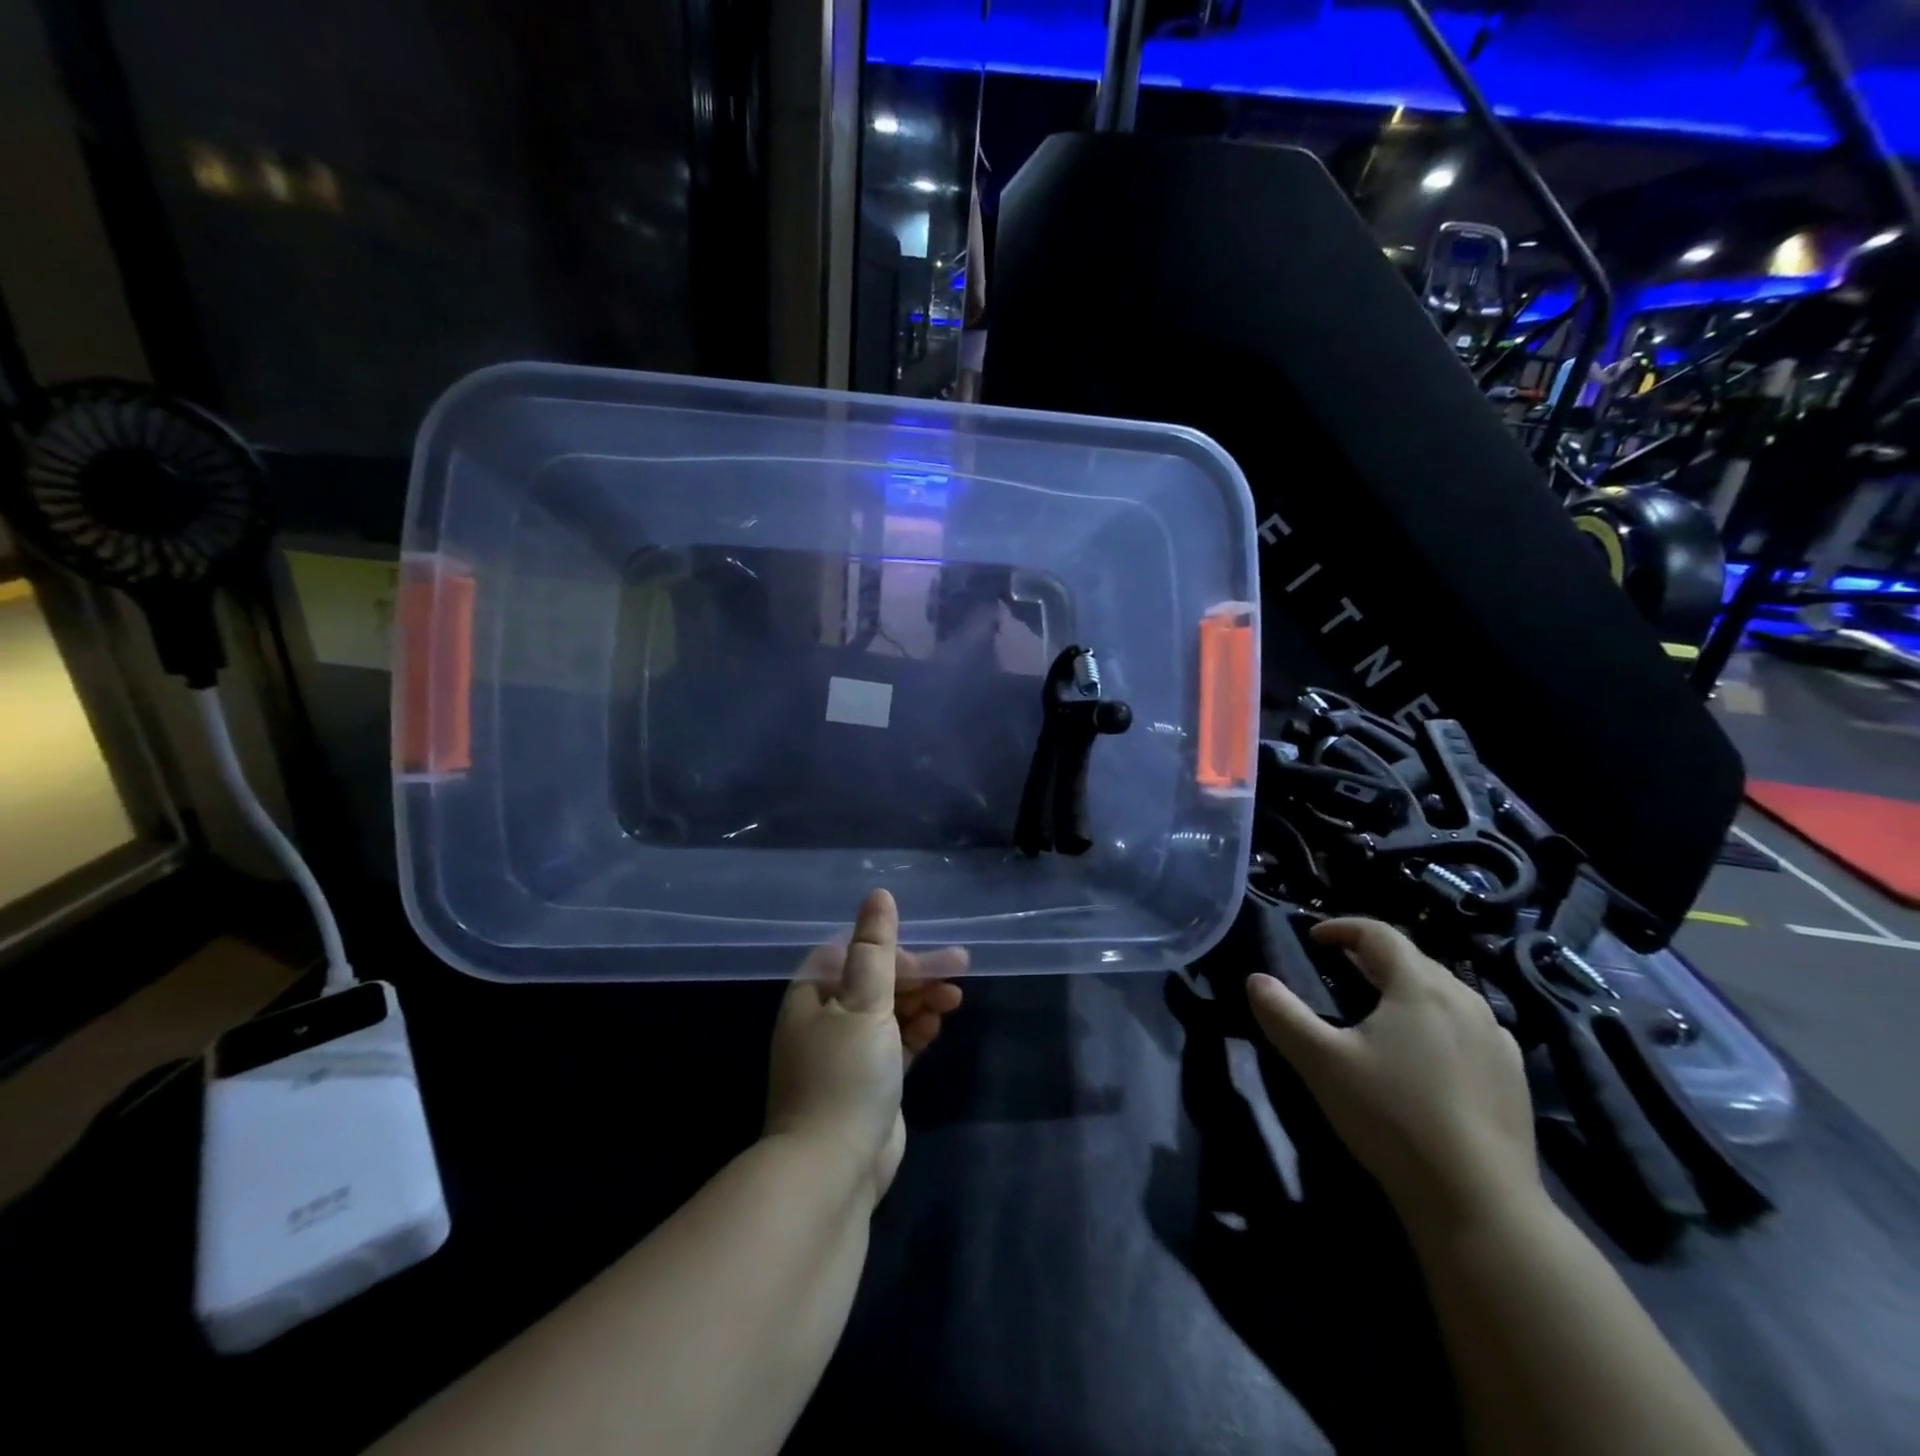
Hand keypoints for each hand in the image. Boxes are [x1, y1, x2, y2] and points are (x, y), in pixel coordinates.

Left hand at [764, 890, 964, 1208]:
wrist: (832, 1170)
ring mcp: (847, 1053)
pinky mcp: (869, 1081)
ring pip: (890, 1012)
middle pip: (877, 981)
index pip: (856, 954)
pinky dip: (917, 1030)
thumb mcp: (863, 1002)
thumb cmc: (845, 1074)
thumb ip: (875, 948)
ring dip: (922, 1000)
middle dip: (918, 974)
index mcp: (813, 995)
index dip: (895, 949)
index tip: (932, 954)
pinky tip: (939, 1024)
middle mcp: (826, 1019)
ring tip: (955, 999)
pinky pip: (897, 1043)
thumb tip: (878, 895)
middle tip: (961, 967)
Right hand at [1246, 918, 1542, 1234]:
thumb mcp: (1321, 1062)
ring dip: (1406, 987)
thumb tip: (1256, 980)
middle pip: (1413, 959)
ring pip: (1444, 992)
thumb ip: (1283, 1015)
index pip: (1378, 934)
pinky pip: (1470, 1026)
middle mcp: (1465, 999)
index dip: (1342, 928)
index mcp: (1419, 986)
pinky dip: (1438, 1020)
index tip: (1313, 938)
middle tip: (1339, 968)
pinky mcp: (1514, 1076)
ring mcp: (1497, 1038)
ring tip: (1379, 1006)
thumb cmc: (1392, 1118)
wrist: (1479, 1202)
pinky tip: (1427, 1050)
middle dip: (1372, 956)